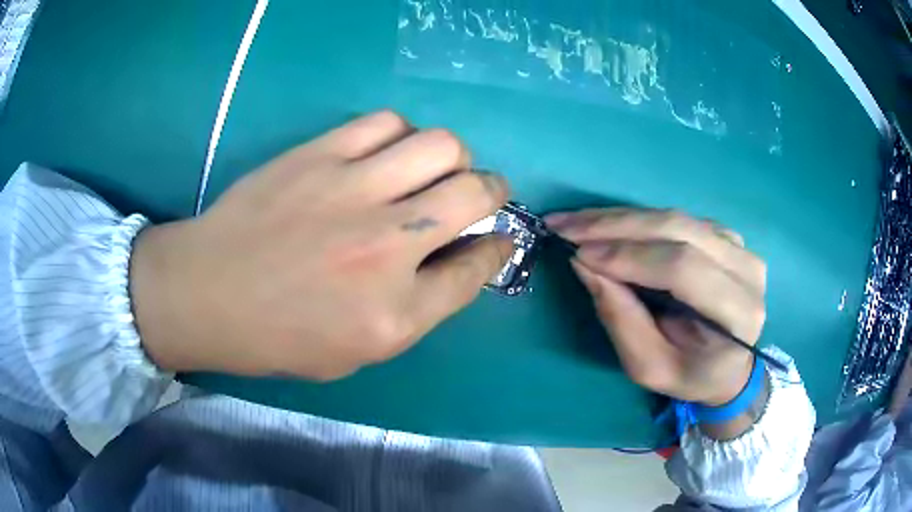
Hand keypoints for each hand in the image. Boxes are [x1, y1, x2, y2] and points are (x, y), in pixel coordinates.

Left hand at [130, 111, 511, 380]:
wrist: (206, 293)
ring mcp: (351, 190)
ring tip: (433, 169)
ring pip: (441, 145)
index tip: (500, 238)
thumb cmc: (279, 335)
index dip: (498, 248)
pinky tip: (388, 152)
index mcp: (395, 312)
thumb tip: (460, 256)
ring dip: (452, 158)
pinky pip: (387, 123)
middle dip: (494, 190)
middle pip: (475, 193)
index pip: (476, 267)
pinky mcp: (319, 154)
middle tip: (479, 194)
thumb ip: (419, 307)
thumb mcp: (359, 350)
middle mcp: (386, 246)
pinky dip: (402, 135)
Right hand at [546, 209, 766, 406]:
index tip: (578, 253)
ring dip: (621, 217)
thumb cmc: (691, 375)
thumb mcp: (649, 367)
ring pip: (676, 217)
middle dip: (616, 226)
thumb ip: (621, 319)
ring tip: (576, 221)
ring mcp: (740, 246)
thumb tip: (584, 264)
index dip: (629, 256)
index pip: (684, 268)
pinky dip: (638, 220)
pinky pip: (678, 219)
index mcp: (739, 312)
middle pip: (679, 230)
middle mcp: (747, 269)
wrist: (729, 366)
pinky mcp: (727, 235)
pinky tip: (607, 225)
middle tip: (565, 225)